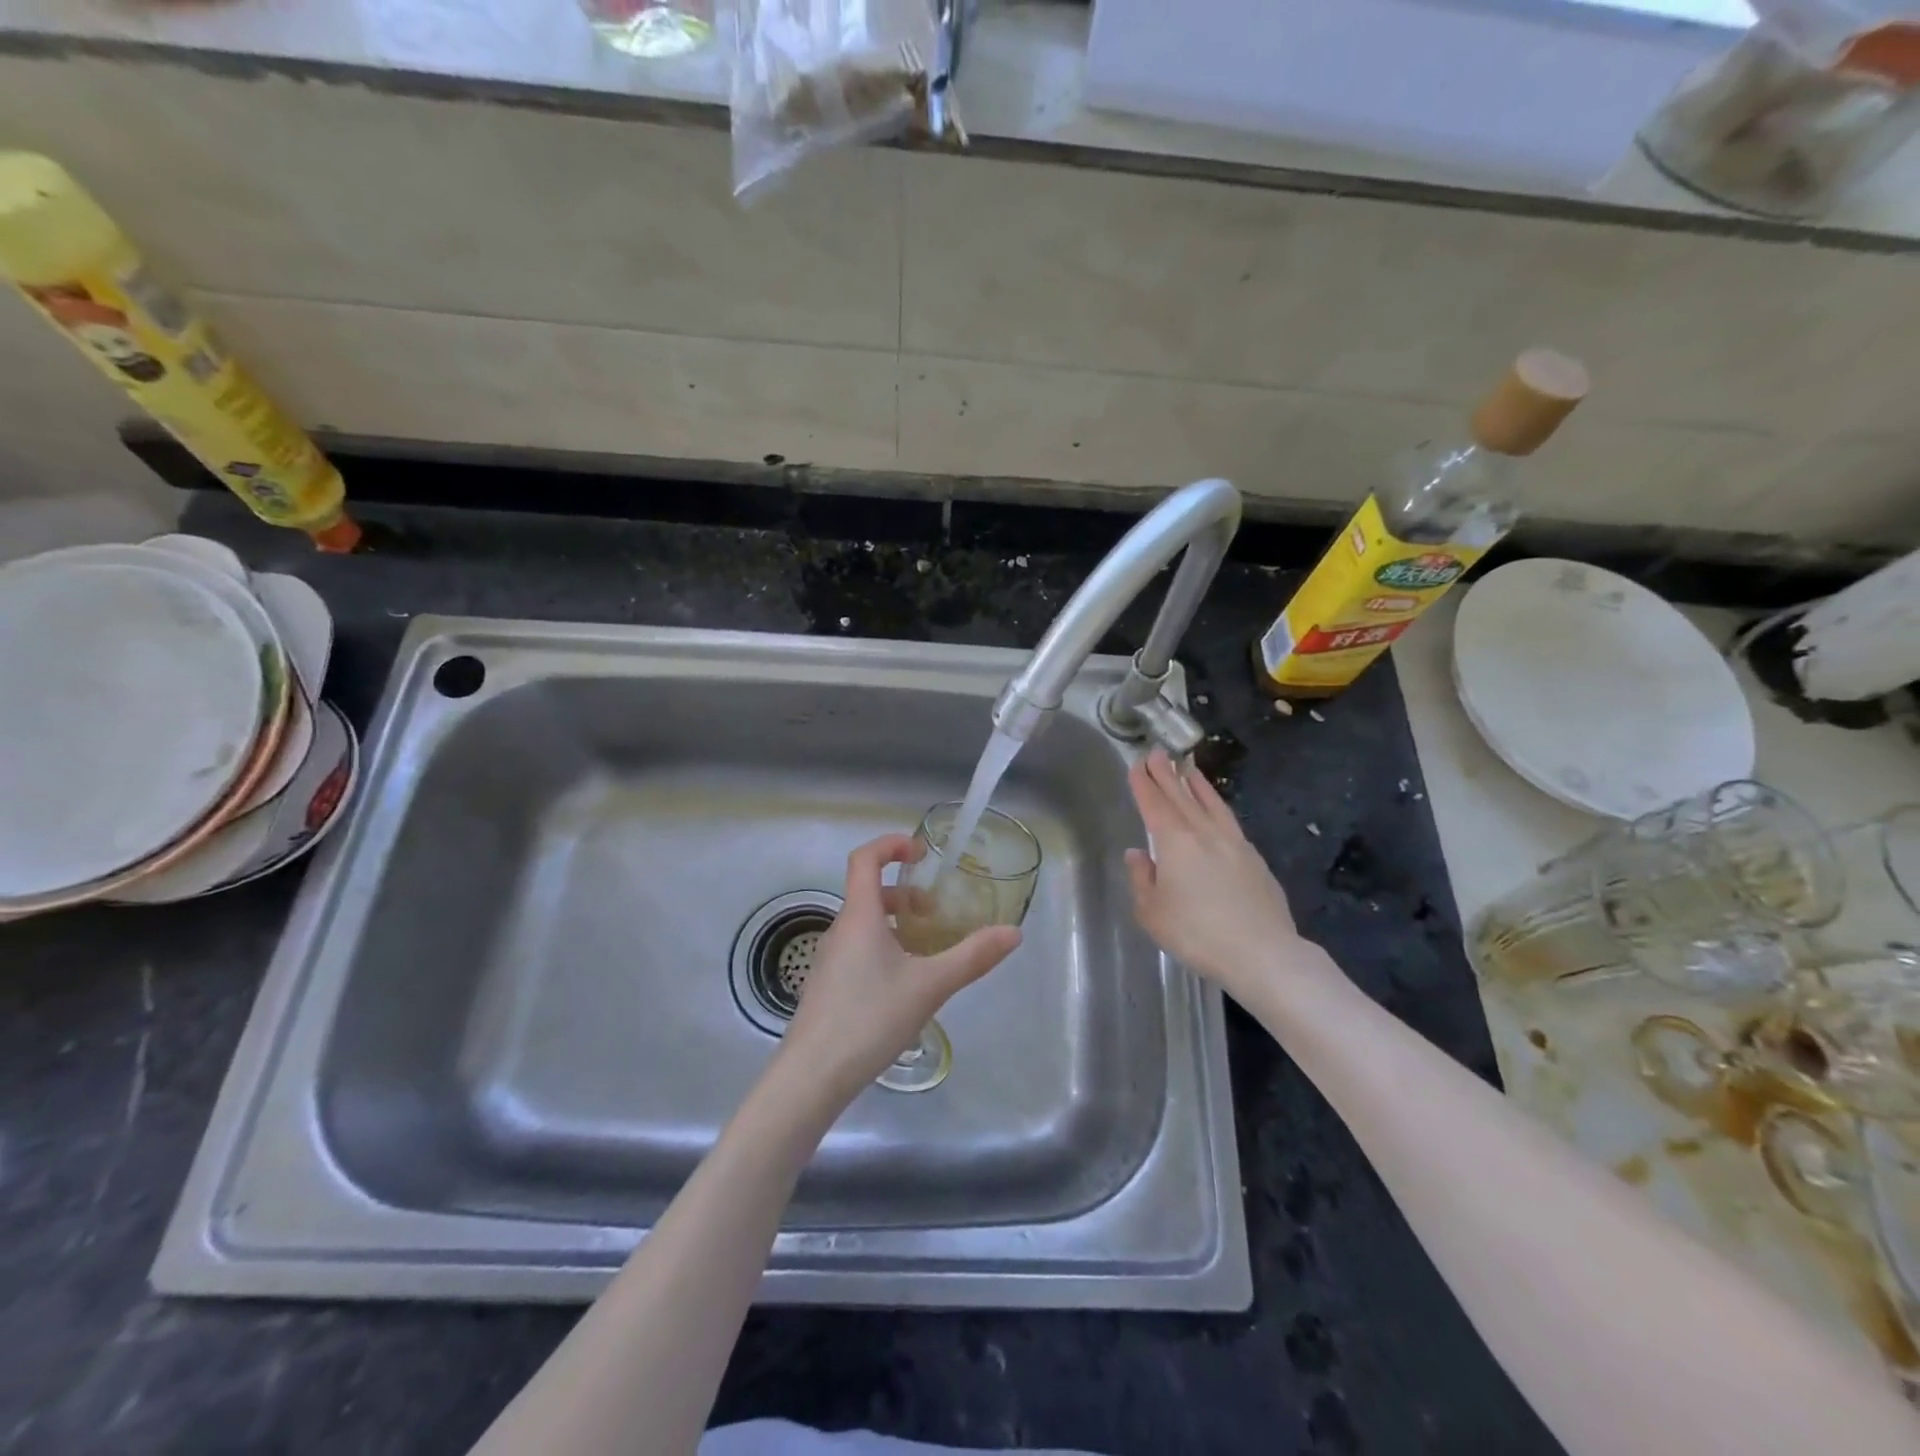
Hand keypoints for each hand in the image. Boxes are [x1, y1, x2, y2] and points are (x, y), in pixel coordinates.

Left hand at [782, 833, 1021, 1097]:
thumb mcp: (930, 986)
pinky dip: (883, 948)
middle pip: (868, 892)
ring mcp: (829, 960)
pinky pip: (857, 950)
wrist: (811, 1077)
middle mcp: (840, 930)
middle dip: (903, 893)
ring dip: (895, 923)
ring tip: (926, 949)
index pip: (865, 859)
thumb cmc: (869, 1018)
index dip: (891, 845)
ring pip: (864, 925)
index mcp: (859, 916)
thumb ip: (972, 957)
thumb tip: (1014, 933)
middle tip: (935, 911)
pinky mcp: (827, 987)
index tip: (921, 853)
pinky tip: (903, 985)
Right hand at [1125, 750, 1307, 998]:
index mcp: (1174, 841)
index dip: (1144, 784)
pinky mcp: (1254, 858)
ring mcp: (1233, 843)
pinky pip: (1229, 820)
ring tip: (1188, 767)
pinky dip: (1217, 805)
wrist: (1262, 952)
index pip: (1155, 804)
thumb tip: (1137, 853)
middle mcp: (1204, 833)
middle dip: (1167, 773)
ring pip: (1211, 803)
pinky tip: (1216, 808)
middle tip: (1157, 752)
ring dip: (1197, 783)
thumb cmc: (1197, 933)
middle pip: (1182, 795)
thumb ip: (1142, 878)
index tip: (1138, 764)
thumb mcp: (1152, 912)